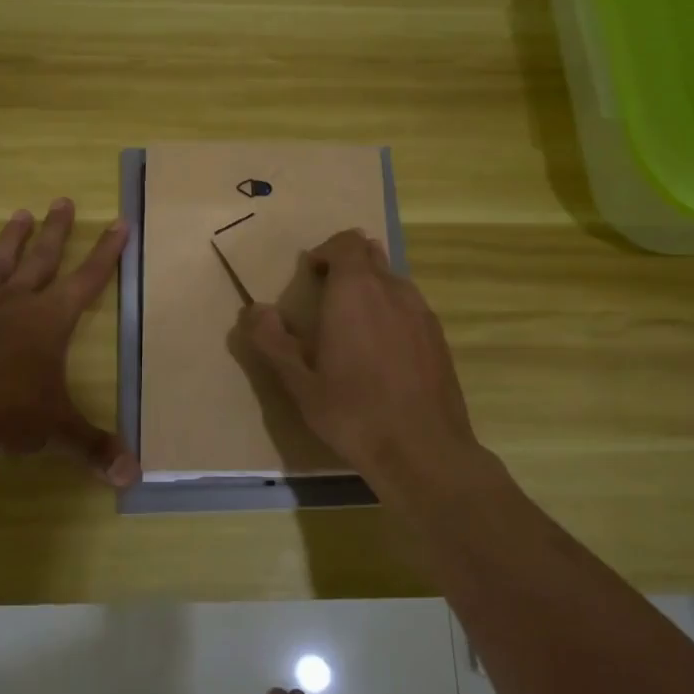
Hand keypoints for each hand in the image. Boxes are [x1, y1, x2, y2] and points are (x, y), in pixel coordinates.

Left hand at [0, 199, 139, 487]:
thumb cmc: (6, 410)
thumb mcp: (57, 428)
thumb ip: (93, 446)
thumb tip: (132, 475)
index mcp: (51, 320)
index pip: (88, 279)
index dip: (107, 252)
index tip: (119, 222)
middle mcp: (17, 303)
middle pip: (43, 259)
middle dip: (57, 231)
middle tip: (63, 200)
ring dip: (11, 241)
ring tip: (20, 213)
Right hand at [243, 229, 474, 482]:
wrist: (424, 451)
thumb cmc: (353, 413)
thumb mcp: (299, 383)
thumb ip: (272, 341)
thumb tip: (254, 310)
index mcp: (355, 291)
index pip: (346, 242)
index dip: (326, 251)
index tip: (309, 276)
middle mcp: (393, 290)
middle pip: (371, 256)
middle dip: (346, 268)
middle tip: (325, 301)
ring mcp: (422, 312)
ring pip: (392, 282)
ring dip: (370, 291)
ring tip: (352, 330)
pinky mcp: (439, 337)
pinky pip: (410, 308)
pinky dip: (391, 314)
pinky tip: (381, 355)